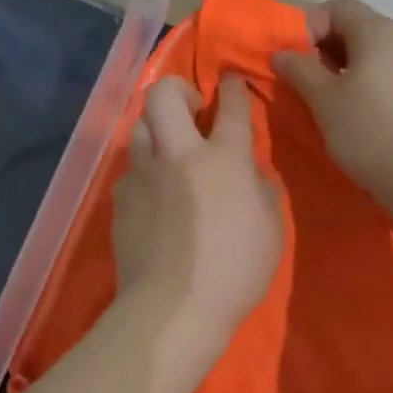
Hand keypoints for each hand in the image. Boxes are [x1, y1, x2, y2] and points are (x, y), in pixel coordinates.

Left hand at [111, 75, 283, 362]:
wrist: (172, 309)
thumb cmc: (234, 271)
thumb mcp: (271, 231)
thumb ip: (264, 191)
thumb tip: (253, 173)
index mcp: (223, 159)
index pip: (230, 106)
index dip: (232, 88)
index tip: (231, 82)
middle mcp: (179, 154)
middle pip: (165, 95)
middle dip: (179, 89)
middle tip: (194, 110)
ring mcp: (144, 174)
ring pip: (140, 126)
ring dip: (158, 127)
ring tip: (171, 149)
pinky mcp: (121, 199)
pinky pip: (131, 167)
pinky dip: (145, 168)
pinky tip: (155, 192)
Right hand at [271, 0, 392, 201]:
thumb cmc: (367, 129)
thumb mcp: (323, 98)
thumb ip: (299, 69)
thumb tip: (281, 53)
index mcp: (377, 30)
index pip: (337, 7)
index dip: (310, 26)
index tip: (298, 61)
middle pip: (356, 27)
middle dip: (326, 48)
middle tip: (309, 81)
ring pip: (372, 52)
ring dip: (345, 68)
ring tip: (330, 100)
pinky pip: (388, 73)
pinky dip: (367, 82)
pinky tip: (358, 112)